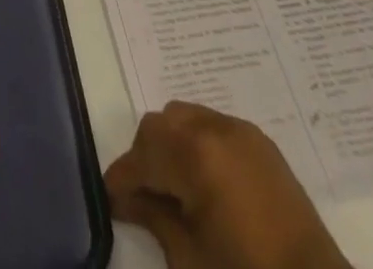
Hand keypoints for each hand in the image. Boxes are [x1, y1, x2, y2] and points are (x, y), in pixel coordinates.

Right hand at [105, 102, 348, 268]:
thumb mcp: (191, 259)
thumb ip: (154, 218)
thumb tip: (125, 199)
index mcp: (195, 154)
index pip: (142, 155)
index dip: (122, 177)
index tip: (111, 198)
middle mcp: (215, 127)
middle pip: (161, 126)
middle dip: (146, 157)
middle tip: (143, 196)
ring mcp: (241, 131)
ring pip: (185, 118)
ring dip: (172, 145)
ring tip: (175, 187)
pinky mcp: (261, 143)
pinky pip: (214, 126)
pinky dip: (199, 144)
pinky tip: (203, 181)